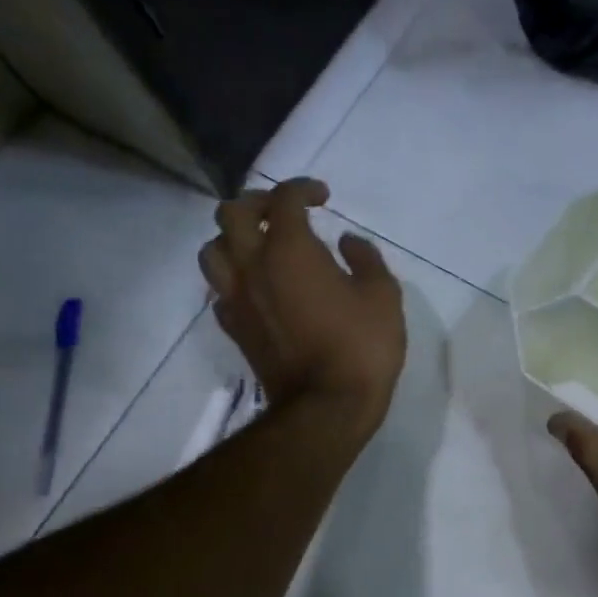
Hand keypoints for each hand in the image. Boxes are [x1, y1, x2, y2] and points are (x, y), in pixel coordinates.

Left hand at [199, 178, 405, 432]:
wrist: (327, 407)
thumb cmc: (361, 348)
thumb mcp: (383, 296)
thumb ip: (366, 259)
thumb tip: (346, 244)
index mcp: (289, 250)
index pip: (283, 199)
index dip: (302, 189)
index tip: (322, 198)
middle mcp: (253, 266)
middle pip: (232, 214)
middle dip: (258, 203)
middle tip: (283, 213)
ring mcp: (237, 299)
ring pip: (213, 250)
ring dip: (234, 239)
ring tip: (259, 247)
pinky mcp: (235, 329)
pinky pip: (220, 290)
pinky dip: (234, 279)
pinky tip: (256, 287)